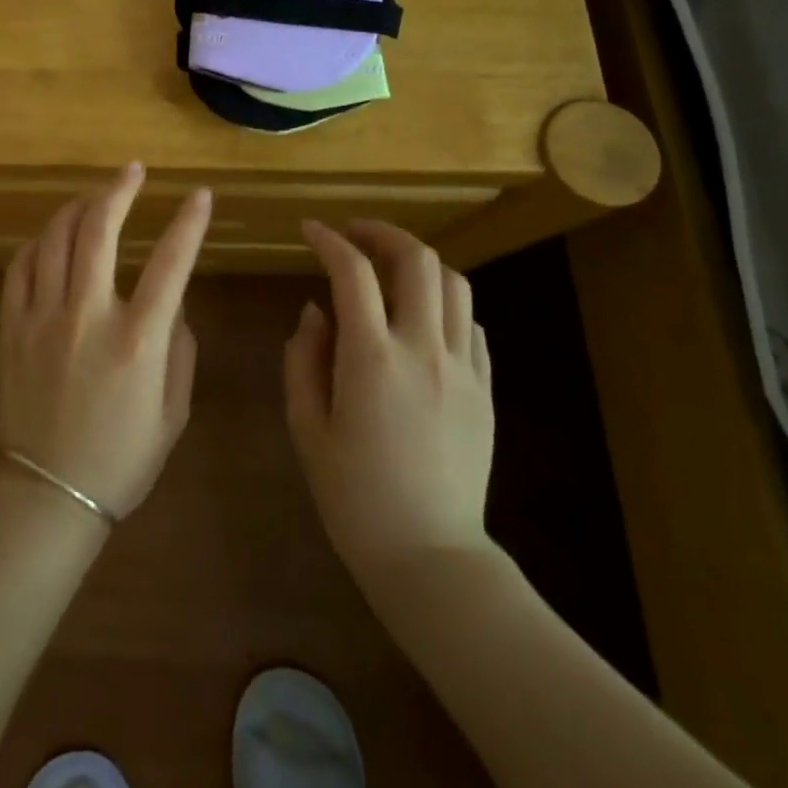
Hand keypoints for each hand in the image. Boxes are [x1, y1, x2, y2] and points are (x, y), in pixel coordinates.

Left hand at [0, 165, 211, 519]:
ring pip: (55, 239)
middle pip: (99, 231)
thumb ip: (178, 349)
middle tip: (133, 171)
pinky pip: (20, 267)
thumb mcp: (172, 413)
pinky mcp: (11, 327)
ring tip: (94, 197)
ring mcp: (42, 318)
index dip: (189, 222)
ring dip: (77, 207)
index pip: (171, 262)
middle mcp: (88, 317)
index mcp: (137, 340)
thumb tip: (173, 302)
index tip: (200, 195)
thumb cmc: (120, 460)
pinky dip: (38, 243)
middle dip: (119, 190)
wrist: (46, 496)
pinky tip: (51, 238)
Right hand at [285, 219, 495, 591]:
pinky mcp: (485, 389)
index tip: (310, 231)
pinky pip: (471, 323)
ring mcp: (463, 368)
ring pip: (453, 283)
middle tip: (354, 235)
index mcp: (371, 358)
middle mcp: (423, 349)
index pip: (352, 272)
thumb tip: (315, 311)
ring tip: (389, 269)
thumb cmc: (354, 495)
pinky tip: (420, 318)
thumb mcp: (306, 427)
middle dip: (382, 233)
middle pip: (416, 260)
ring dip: (418, 263)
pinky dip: (443, 303)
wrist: (430, 557)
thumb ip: (302, 358)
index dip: (328, 240)